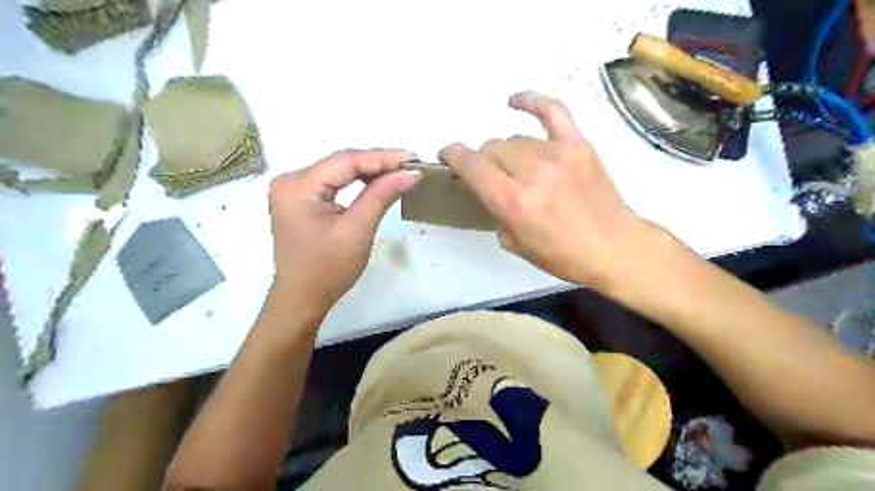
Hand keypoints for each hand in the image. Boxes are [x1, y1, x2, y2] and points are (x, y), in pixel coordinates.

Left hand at [271, 147, 418, 311]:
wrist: (303, 298)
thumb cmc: (328, 269)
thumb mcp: (358, 229)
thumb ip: (382, 195)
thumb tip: (412, 173)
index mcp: (298, 186)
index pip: (346, 161)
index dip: (382, 158)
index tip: (413, 158)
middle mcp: (291, 180)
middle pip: (341, 163)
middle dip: (377, 163)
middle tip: (411, 164)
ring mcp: (294, 190)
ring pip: (339, 171)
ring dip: (369, 172)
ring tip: (400, 171)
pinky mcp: (301, 200)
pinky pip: (334, 183)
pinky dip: (357, 182)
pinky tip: (378, 182)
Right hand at [442, 92, 658, 288]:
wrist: (613, 246)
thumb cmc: (561, 254)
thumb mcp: (513, 243)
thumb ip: (494, 209)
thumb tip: (485, 184)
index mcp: (513, 201)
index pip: (471, 165)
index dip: (453, 156)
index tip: (448, 157)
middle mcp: (532, 172)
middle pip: (491, 148)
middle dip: (485, 162)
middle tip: (494, 178)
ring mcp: (558, 153)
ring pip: (515, 139)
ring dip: (507, 152)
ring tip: (517, 167)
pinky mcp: (579, 144)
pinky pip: (552, 110)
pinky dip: (530, 101)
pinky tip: (514, 101)